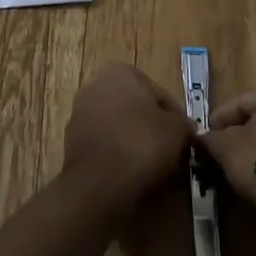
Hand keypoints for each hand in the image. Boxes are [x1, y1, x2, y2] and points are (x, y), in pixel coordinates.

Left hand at [63, 64, 195, 213]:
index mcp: (122, 71)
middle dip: (151, 127)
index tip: (184, 139)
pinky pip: (104, 144)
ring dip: (133, 141)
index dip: (176, 118)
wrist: (98, 183)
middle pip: (136, 107)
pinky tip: (129, 173)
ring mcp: (80, 112)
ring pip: (118, 126)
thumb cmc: (141, 145)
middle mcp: (96, 84)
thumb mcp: (177, 131)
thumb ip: (184, 124)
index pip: (160, 94)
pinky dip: (116, 154)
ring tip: (150, 166)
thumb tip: (184, 128)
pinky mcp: (71, 140)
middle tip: (169, 151)